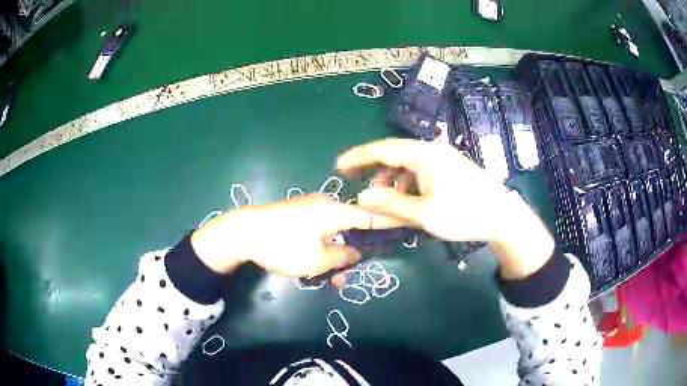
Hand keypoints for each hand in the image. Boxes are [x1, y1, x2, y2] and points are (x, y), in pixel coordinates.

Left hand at [190, 194, 401, 276]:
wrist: (243, 231)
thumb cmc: (283, 246)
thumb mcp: (317, 260)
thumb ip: (342, 257)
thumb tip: (355, 252)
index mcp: (336, 211)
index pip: (371, 215)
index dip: (388, 221)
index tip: (405, 224)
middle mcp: (326, 205)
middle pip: (351, 227)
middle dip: (353, 251)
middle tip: (347, 276)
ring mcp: (309, 208)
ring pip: (332, 232)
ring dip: (334, 254)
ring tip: (326, 279)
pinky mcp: (296, 214)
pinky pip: (317, 230)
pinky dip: (320, 246)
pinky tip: (311, 263)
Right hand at [337, 138, 554, 278]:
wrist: (502, 216)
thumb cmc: (464, 214)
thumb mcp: (424, 213)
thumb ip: (391, 204)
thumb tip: (362, 196)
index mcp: (424, 155)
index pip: (383, 149)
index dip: (358, 156)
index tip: (338, 165)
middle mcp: (432, 150)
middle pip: (394, 153)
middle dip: (372, 167)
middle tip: (354, 181)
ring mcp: (442, 158)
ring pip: (407, 164)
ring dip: (392, 179)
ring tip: (385, 200)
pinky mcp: (449, 168)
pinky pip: (420, 171)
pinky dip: (407, 183)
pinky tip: (407, 199)